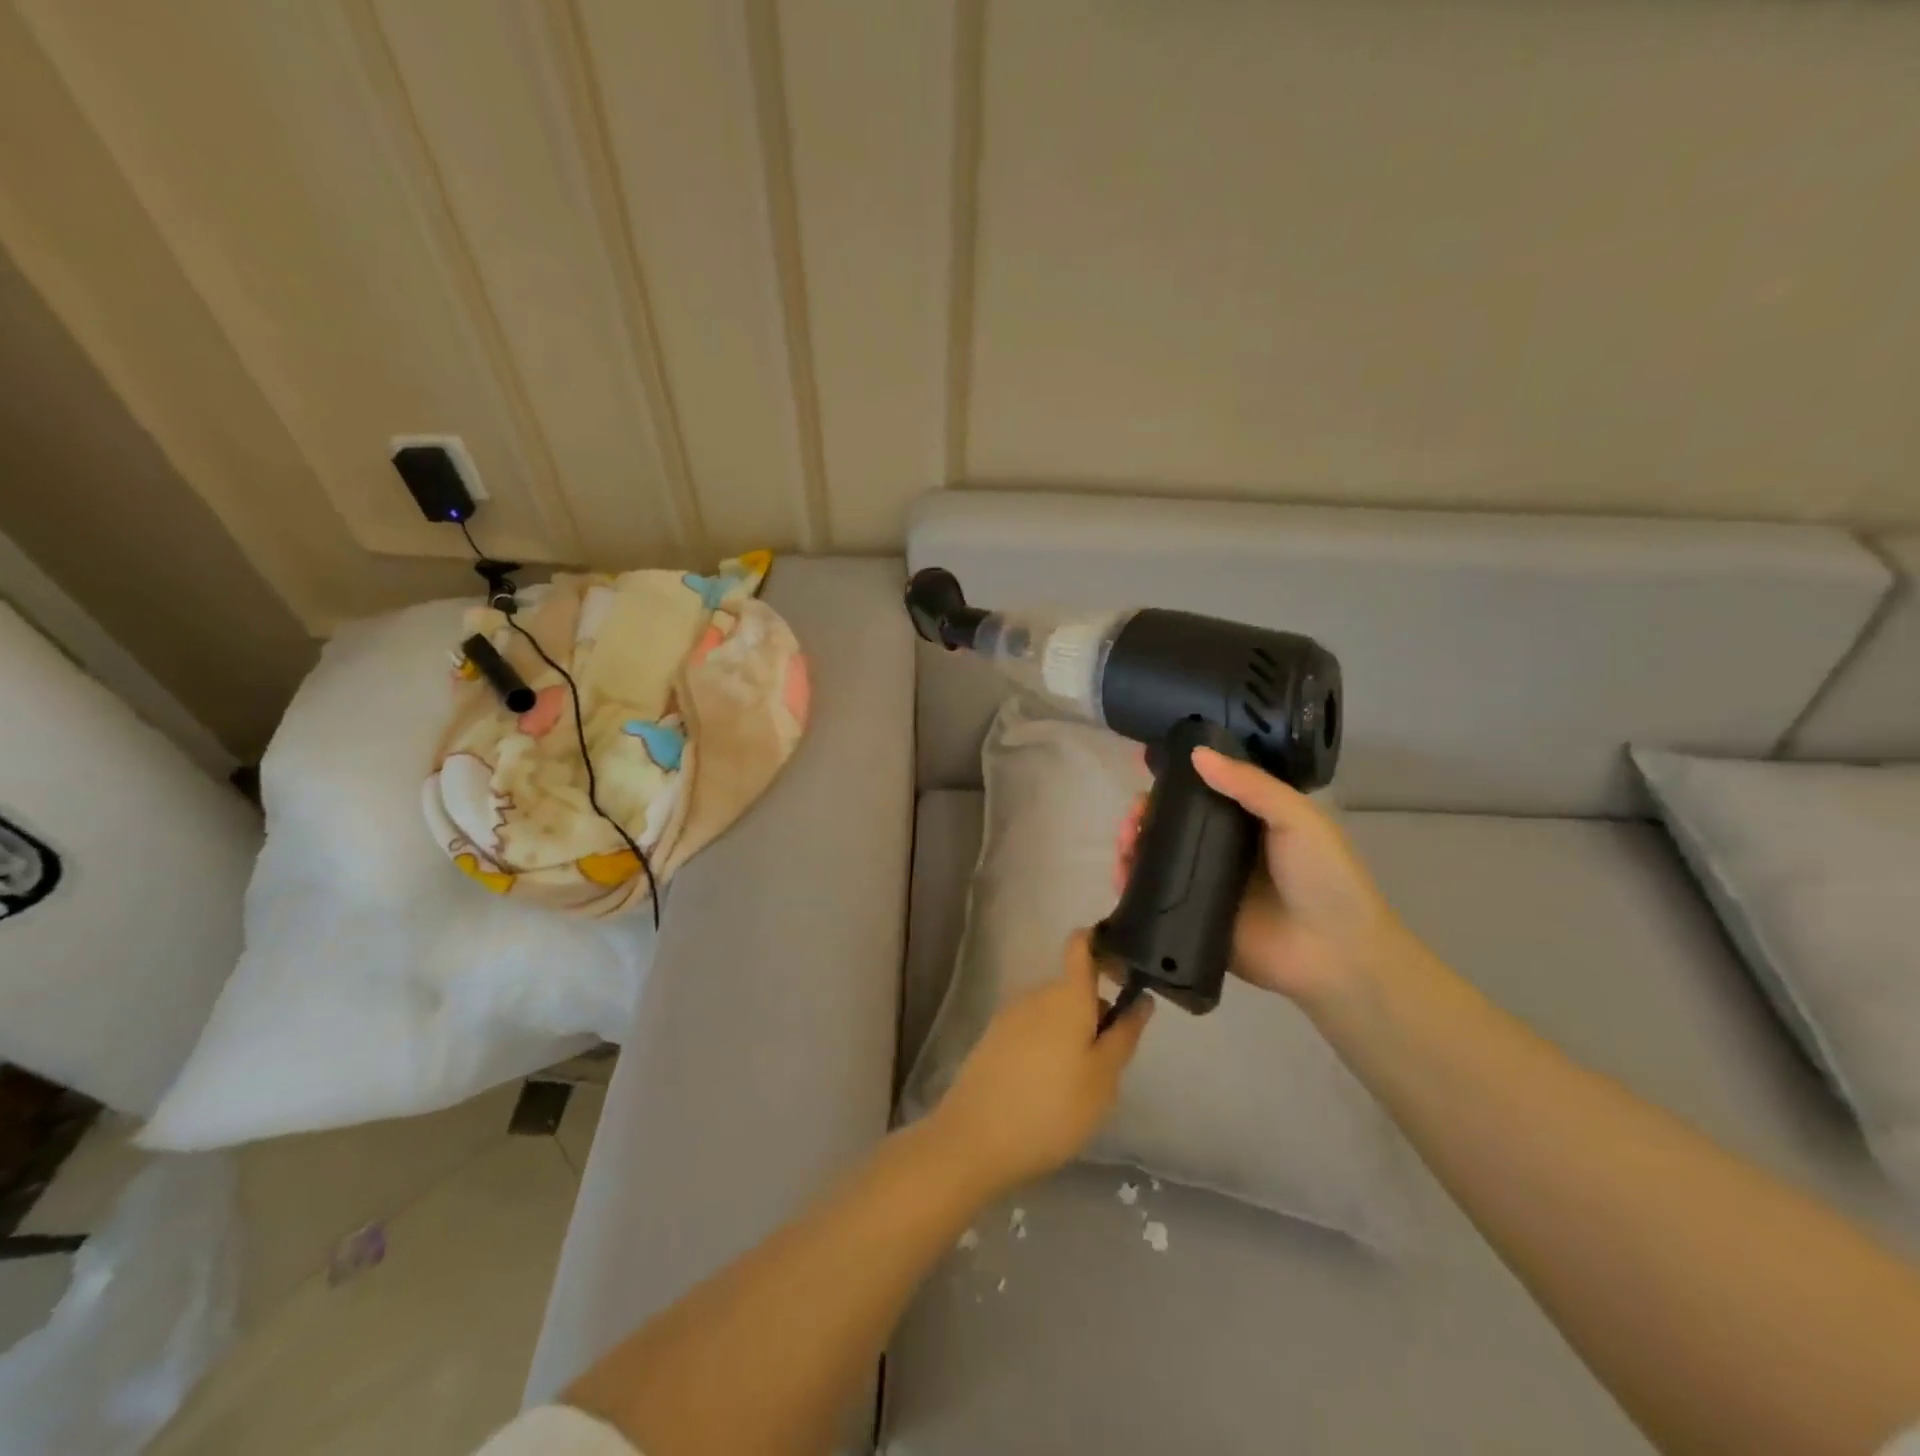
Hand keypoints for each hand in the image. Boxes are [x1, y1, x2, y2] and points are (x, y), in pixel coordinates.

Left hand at [932, 931, 1153, 1192]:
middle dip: (1094, 1015)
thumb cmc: (1052, 1107)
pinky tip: (1047, 1092)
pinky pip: (1032, 1031)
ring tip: (1078, 1088)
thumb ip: (1124, 1034)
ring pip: (1053, 1013)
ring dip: (1071, 1036)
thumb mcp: (1103, 1078)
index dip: (1102, 943)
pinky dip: (1047, 1049)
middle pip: (1073, 989)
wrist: (975, 1138)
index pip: (1081, 945)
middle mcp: (1036, 994)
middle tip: (1108, 1066)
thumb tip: (1141, 999)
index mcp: (1067, 995)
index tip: (1124, 968)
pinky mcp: (992, 1039)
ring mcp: (1010, 1015)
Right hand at [1115, 747, 1409, 1005]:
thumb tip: (1195, 754)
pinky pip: (1154, 897)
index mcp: (1248, 822)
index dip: (1174, 779)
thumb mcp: (1297, 818)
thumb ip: (1249, 784)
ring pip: (1157, 857)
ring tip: (1125, 840)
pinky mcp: (1192, 919)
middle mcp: (1222, 850)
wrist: (1336, 955)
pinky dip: (1131, 883)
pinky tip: (1121, 871)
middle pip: (1171, 824)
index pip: (1202, 792)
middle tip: (1134, 814)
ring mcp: (1204, 886)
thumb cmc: (1324, 877)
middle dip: (1145, 813)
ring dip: (1133, 843)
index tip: (1145, 765)